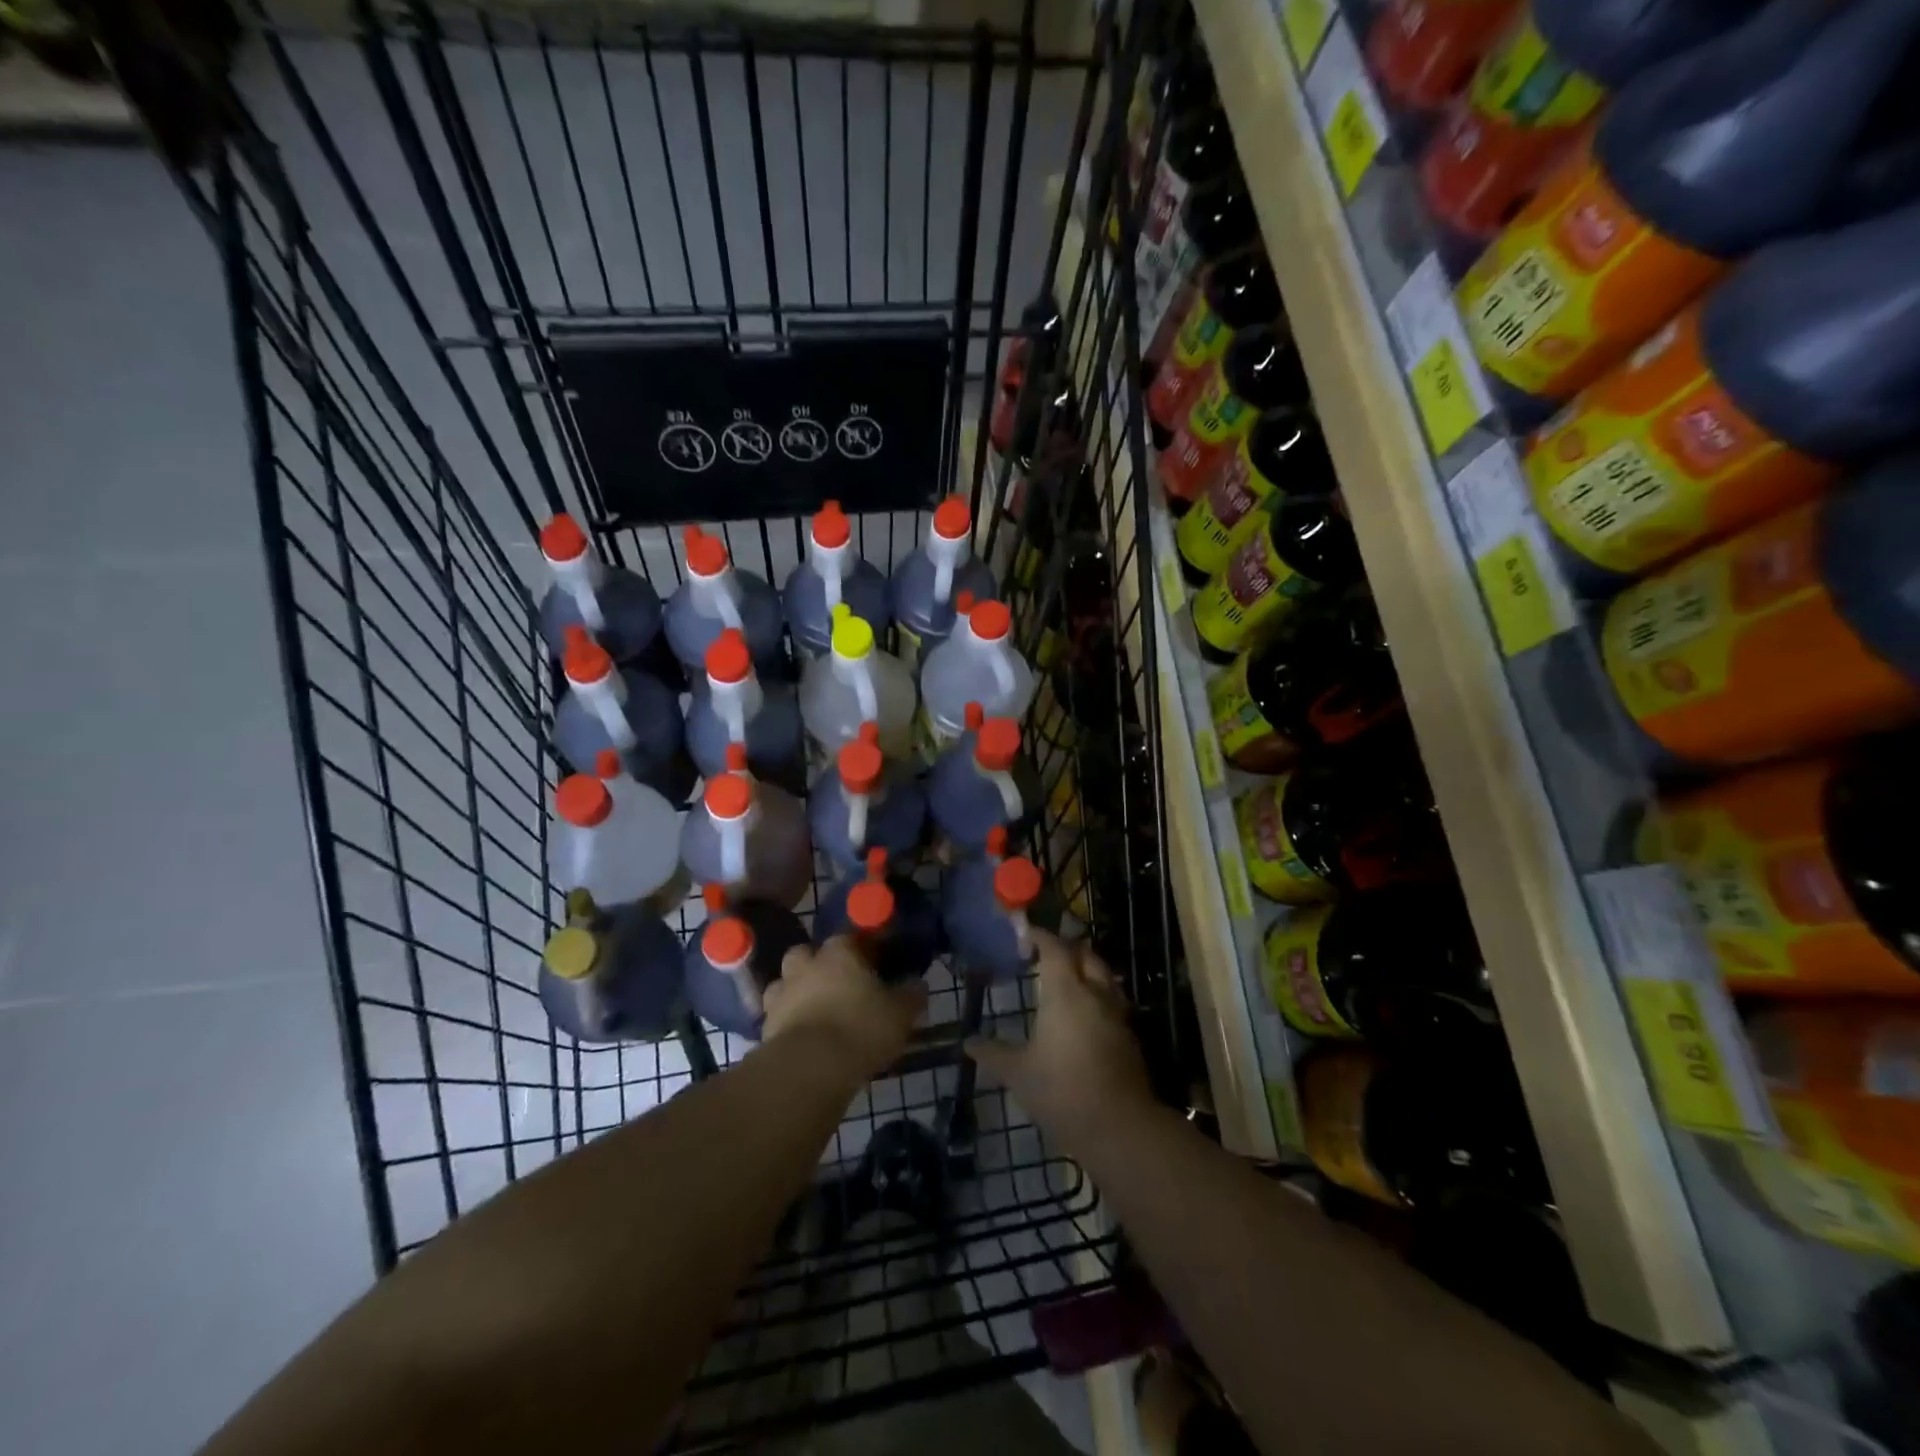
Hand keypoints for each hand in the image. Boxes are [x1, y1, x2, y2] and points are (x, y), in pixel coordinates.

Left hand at [763, 935, 926, 1081]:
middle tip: (838, 985)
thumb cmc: (861, 1028)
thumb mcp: (900, 1013)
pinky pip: (778, 1014)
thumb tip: (917, 984)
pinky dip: (788, 1020)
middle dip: (819, 964)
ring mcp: (781, 992)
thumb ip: (911, 995)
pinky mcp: (766, 1024)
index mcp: (839, 952)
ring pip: (787, 982)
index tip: (875, 964)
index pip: (850, 937)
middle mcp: (806, 964)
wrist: (810, 1068)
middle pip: (808, 953)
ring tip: (817, 1011)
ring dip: (798, 991)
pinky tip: (804, 1036)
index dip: (863, 949)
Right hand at [964, 930, 1155, 1154]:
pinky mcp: (1129, 1036)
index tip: (1024, 934)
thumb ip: (992, 1053)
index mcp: (1066, 993)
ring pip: (1104, 975)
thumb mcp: (1017, 1074)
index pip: (1054, 948)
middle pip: (1085, 954)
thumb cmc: (1062, 1092)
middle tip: (1044, 954)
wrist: (1119, 1128)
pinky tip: (1084, 1013)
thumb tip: (967, 1042)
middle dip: (1066, 948)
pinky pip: (1112, 1000)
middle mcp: (1095, 994)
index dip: (1039, 936)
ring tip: (1066, 978)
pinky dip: (1097, 994)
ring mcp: (1116, 1014)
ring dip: (1086, 968)